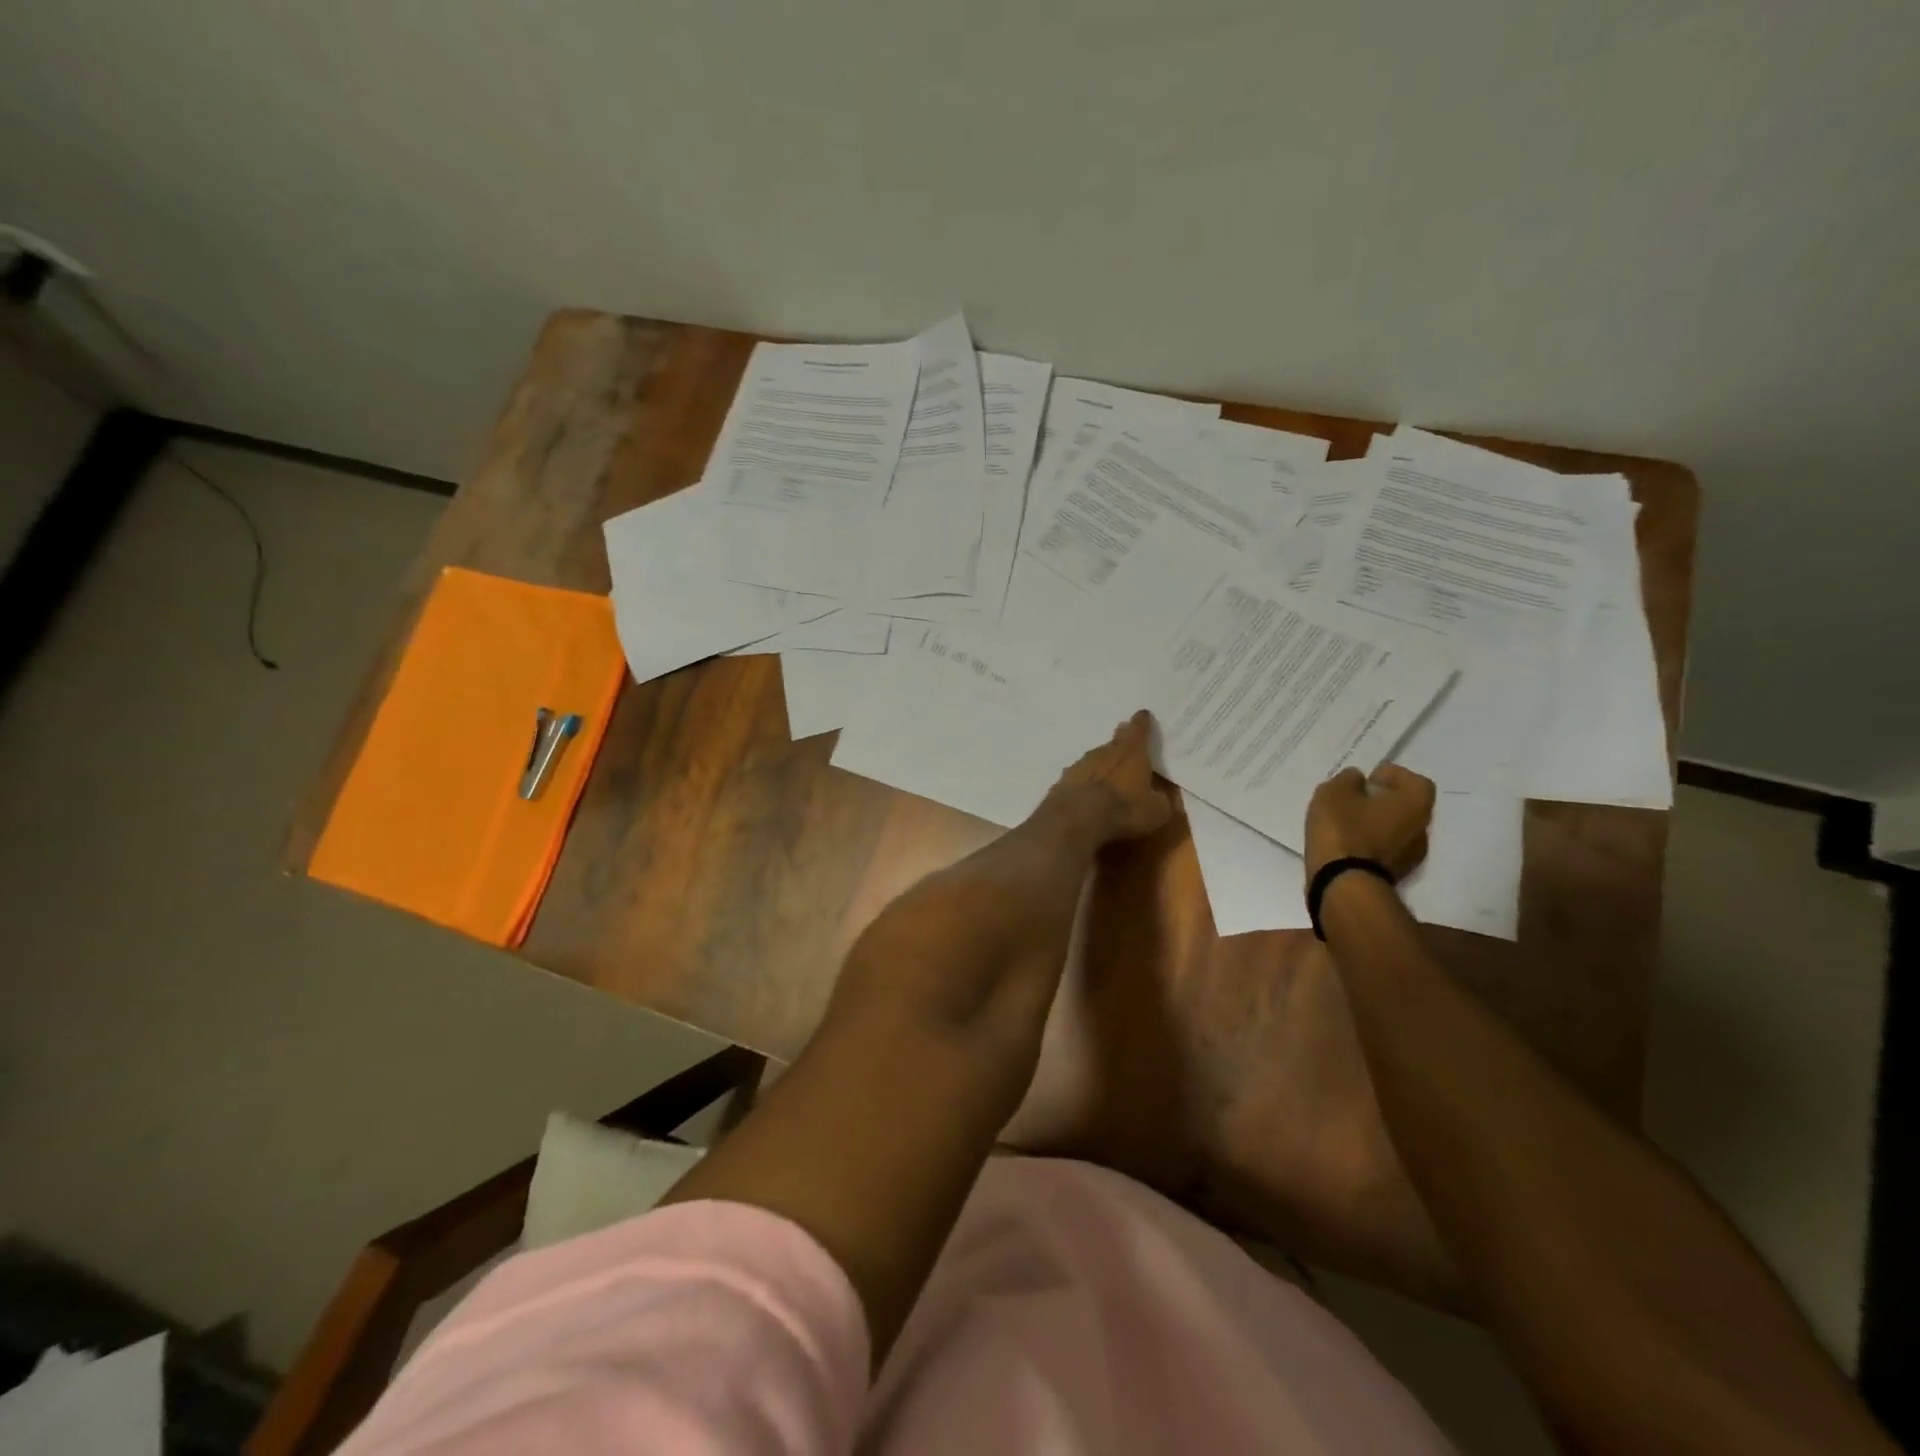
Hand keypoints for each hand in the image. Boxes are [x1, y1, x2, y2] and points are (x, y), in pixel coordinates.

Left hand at [1042, 710, 1174, 847]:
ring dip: (1103, 762)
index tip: (1144, 715)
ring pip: (1096, 758)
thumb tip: (1161, 797)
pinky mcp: (1063, 780)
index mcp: (1131, 752)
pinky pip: (1080, 776)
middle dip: (1122, 738)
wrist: (1075, 819)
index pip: (1139, 729)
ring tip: (1109, 772)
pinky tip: (1087, 791)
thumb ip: (1161, 801)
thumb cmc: (1123, 810)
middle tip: (1126, 738)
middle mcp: (1105, 751)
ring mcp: (1081, 763)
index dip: (1143, 722)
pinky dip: (1086, 781)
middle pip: (1115, 740)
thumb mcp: (1156, 812)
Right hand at [1304, 763, 1434, 880]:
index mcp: (1415, 804)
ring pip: (1397, 830)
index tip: (1369, 778)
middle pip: (1407, 807)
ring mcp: (1412, 856)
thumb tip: (1357, 780)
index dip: (1393, 775)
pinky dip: (1371, 842)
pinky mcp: (1395, 874)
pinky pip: (1386, 849)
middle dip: (1384, 800)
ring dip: (1377, 823)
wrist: (1343, 883)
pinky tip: (1348, 843)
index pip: (1415, 781)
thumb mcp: (1334, 792)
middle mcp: (1422, 829)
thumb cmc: (1343, 829)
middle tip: (1357, 798)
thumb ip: (1348, 779)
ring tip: (1348, 822)